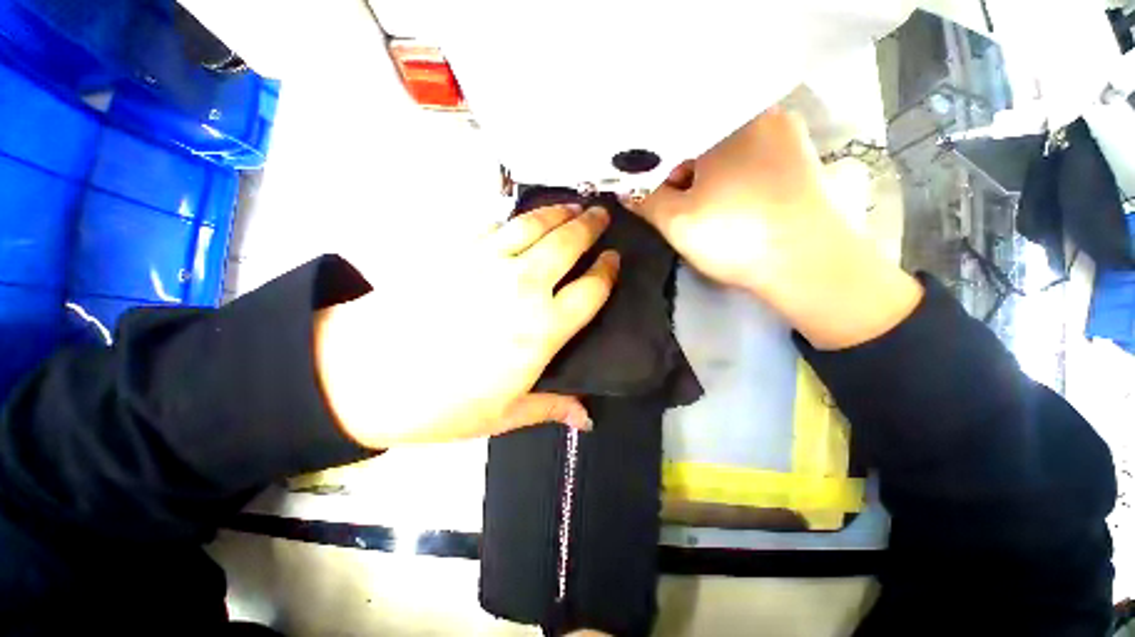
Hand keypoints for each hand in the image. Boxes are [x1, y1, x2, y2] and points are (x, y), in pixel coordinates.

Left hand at [315, 205, 619, 448]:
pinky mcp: (457, 251)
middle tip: (602, 214)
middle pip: (568, 244)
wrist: (364, 375)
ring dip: (558, 213)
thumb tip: (587, 419)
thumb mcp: (505, 415)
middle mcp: (524, 287)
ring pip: (534, 226)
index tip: (615, 259)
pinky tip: (524, 217)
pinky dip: (516, 218)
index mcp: (543, 329)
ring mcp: (489, 263)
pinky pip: (496, 226)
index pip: (591, 290)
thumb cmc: (442, 404)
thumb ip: (552, 408)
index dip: (607, 271)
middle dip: (590, 227)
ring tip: (573, 205)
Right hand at [631, 107, 921, 349]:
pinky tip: (729, 204)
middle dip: (680, 171)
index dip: (653, 162)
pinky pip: (751, 160)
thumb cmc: (737, 237)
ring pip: (727, 150)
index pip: (674, 132)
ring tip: (701, 207)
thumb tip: (624, 188)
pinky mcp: (801, 161)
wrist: (810, 266)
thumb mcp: (677, 221)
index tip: (645, 187)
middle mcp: (762, 116)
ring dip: (705, 176)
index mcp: (729, 121)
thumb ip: (645, 200)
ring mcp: (787, 137)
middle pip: (702, 139)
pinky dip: (731, 178)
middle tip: (674, 202)